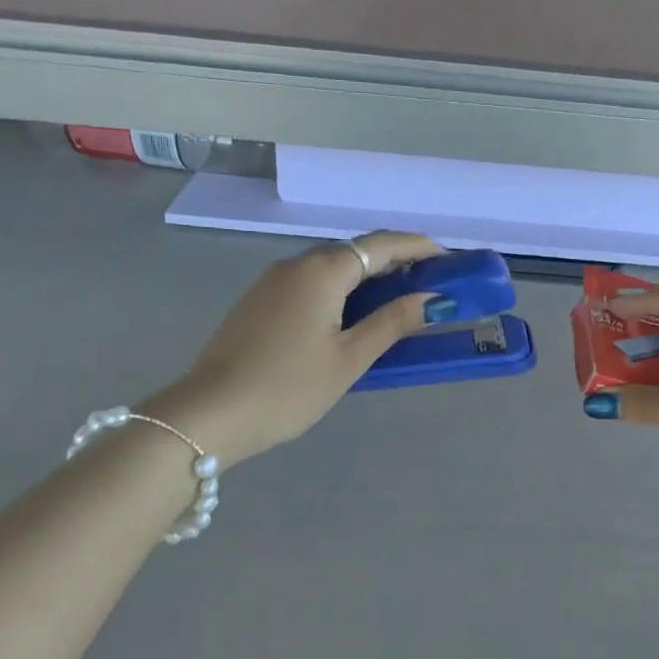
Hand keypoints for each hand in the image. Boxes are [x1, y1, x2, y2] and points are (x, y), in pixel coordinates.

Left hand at [142, 232, 445, 465]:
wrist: (211, 414)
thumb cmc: (288, 387)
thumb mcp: (349, 358)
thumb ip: (392, 323)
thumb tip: (432, 299)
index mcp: (321, 271)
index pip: (380, 245)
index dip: (417, 247)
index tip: (447, 259)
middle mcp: (295, 265)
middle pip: (354, 252)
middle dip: (393, 262)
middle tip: (427, 285)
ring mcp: (270, 283)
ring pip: (329, 269)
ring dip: (366, 278)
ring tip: (396, 302)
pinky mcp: (257, 304)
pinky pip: (309, 285)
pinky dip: (340, 291)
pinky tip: (350, 318)